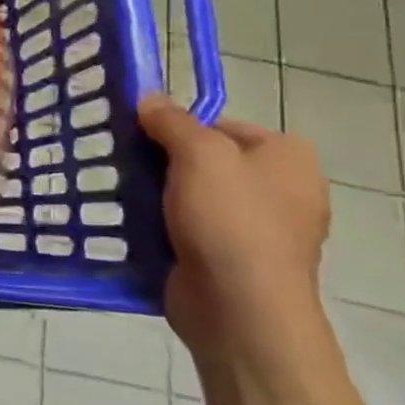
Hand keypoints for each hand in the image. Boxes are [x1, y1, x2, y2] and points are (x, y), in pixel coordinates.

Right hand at [138, 93, 336, 377]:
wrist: (240, 307)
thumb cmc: (230, 220)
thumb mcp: (199, 154)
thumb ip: (172, 121)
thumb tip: (149, 98)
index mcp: (287, 156)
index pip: (218, 124)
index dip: (175, 126)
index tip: (135, 135)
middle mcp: (281, 188)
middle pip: (204, 159)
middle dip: (161, 161)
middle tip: (119, 162)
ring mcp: (258, 227)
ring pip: (191, 195)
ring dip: (156, 194)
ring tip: (116, 192)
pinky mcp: (231, 258)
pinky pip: (188, 227)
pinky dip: (161, 224)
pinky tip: (130, 224)